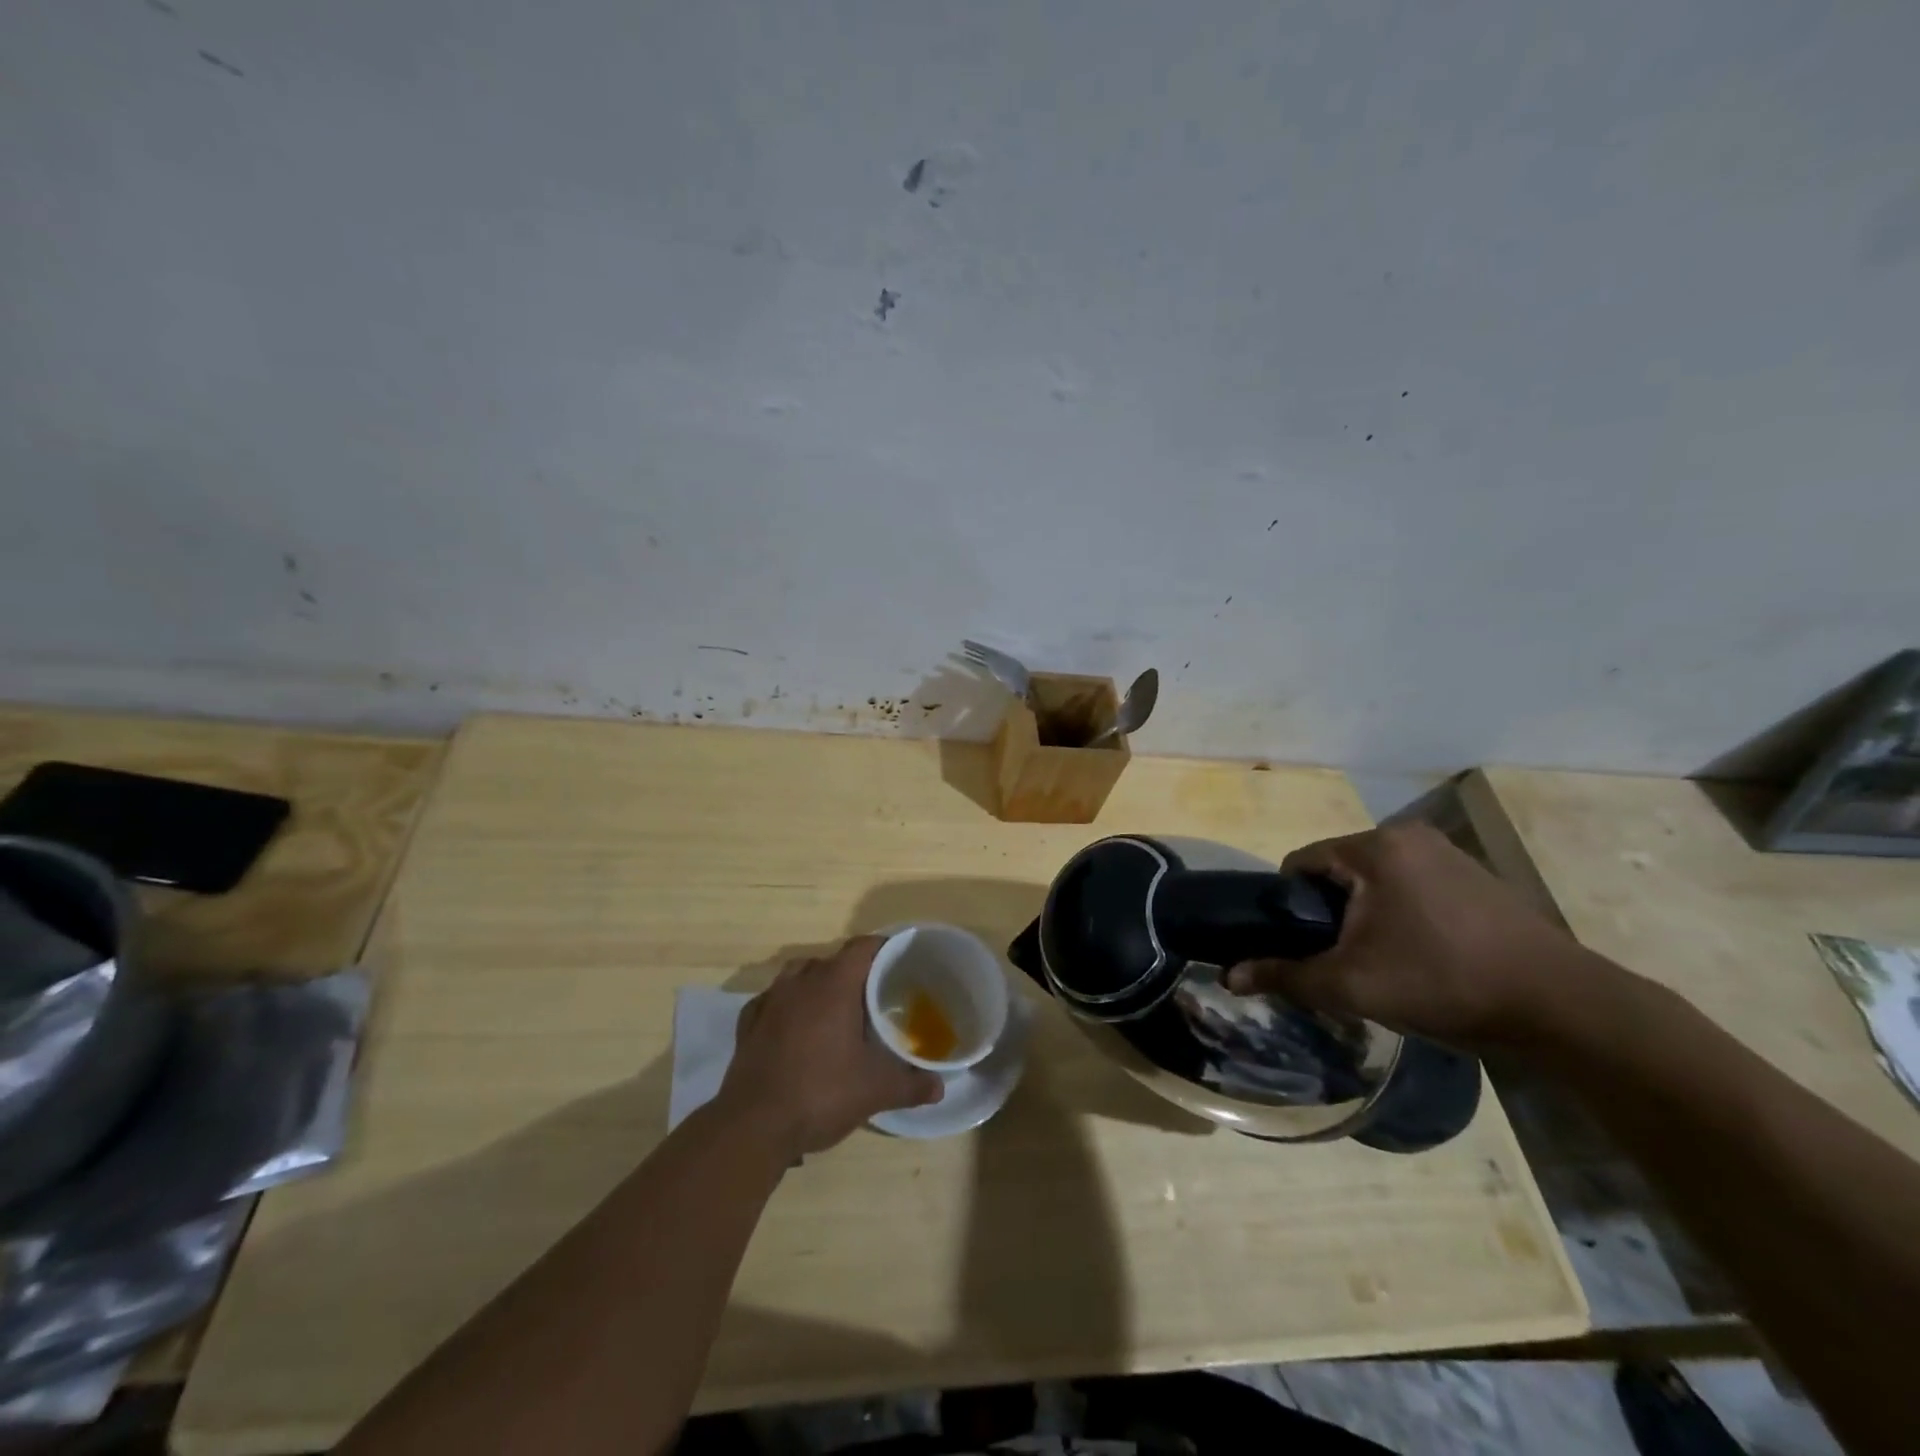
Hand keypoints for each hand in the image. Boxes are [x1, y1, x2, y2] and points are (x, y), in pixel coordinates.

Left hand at [718, 936, 942, 1155]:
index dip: (883, 948)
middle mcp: (800, 982)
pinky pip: (772, 1001)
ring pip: (798, 976)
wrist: (753, 1126)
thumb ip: (911, 1084)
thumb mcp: (875, 1091)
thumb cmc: (821, 1094)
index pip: (863, 947)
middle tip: (872, 996)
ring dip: (816, 985)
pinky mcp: (748, 1023)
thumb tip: (940, 1087)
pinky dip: (786, 1007)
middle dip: (852, 972)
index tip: (899, 962)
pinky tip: (793, 1029)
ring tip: (834, 1011)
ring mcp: (769, 1000)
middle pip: (831, 961)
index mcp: (834, 984)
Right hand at [1225, 823, 1593, 1050]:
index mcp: (1374, 848)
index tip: (1300, 946)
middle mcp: (1408, 836)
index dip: (1288, 906)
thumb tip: (1229, 977)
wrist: (1562, 1007)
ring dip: (1365, 914)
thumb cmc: (1443, 983)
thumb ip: (1285, 976)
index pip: (1300, 863)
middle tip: (1340, 959)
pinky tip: (1421, 955)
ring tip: (1380, 961)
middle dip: (1329, 912)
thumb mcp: (1352, 985)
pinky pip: (1412, 886)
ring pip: (1375, 879)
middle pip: (1338, 870)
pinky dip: (1400, 913)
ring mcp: (1448, 853)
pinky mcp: (1476, 876)